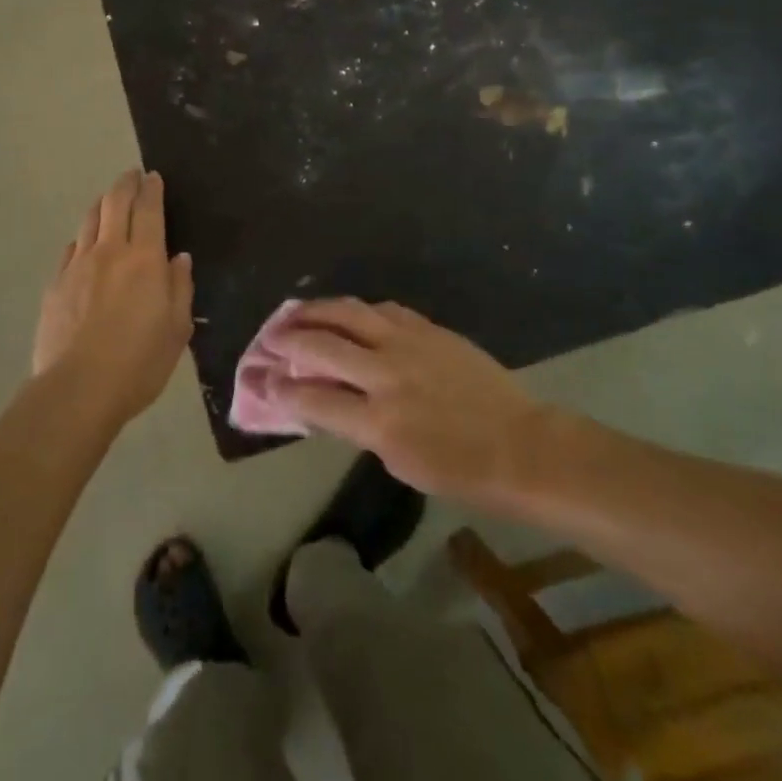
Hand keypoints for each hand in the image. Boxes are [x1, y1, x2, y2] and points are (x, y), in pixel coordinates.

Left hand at [34, 170, 193, 425]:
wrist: (78, 389)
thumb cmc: (138, 363)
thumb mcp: (177, 329)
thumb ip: (180, 288)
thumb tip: (179, 258)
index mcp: (145, 259)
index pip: (149, 209)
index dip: (152, 189)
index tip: (153, 177)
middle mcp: (110, 251)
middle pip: (115, 203)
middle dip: (125, 184)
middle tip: (132, 175)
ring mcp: (78, 265)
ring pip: (89, 220)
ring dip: (102, 204)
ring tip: (109, 201)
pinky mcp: (55, 284)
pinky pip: (71, 248)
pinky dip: (83, 238)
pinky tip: (85, 244)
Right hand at [264, 299, 551, 503]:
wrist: (520, 446)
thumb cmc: (460, 471)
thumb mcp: (399, 463)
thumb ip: (357, 426)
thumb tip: (324, 402)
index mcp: (378, 420)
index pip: (312, 396)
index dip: (279, 387)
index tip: (261, 380)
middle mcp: (386, 374)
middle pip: (322, 345)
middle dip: (287, 340)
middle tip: (268, 339)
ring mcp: (409, 343)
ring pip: (348, 312)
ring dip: (315, 311)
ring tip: (296, 313)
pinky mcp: (428, 328)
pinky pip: (382, 309)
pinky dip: (357, 310)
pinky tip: (347, 314)